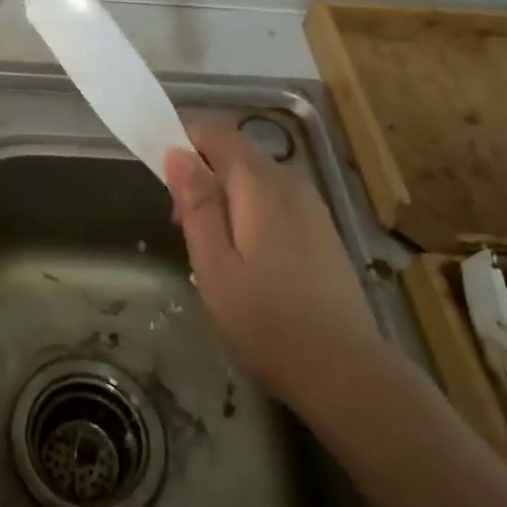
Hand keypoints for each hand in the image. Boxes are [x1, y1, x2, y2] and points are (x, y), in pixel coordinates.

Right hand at [165, 121, 379, 405]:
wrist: (345, 373)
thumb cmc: (267, 323)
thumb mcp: (215, 266)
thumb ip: (197, 204)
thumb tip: (177, 152)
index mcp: (259, 184)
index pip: (216, 133)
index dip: (183, 143)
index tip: (161, 178)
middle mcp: (289, 181)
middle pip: (236, 153)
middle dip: (201, 174)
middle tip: (181, 225)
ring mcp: (311, 204)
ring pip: (255, 177)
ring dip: (224, 194)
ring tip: (210, 248)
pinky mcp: (322, 228)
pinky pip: (274, 198)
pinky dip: (249, 210)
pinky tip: (246, 257)